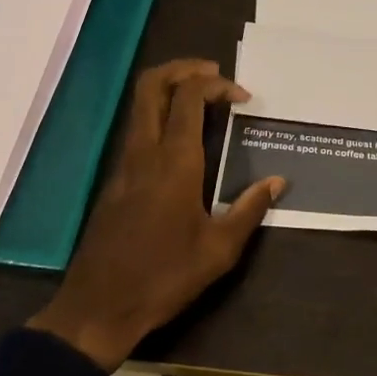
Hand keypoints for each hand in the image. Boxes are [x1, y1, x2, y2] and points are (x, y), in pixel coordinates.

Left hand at [29, 59, 284, 370]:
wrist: (98, 307)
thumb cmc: (164, 277)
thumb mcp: (219, 250)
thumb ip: (249, 209)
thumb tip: (278, 181)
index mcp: (174, 162)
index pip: (188, 96)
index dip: (216, 84)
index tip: (242, 97)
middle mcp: (144, 151)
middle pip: (152, 85)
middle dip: (183, 68)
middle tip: (214, 74)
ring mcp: (124, 163)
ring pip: (140, 104)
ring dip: (170, 89)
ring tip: (203, 100)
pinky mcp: (115, 179)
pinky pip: (137, 128)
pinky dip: (160, 115)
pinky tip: (183, 138)